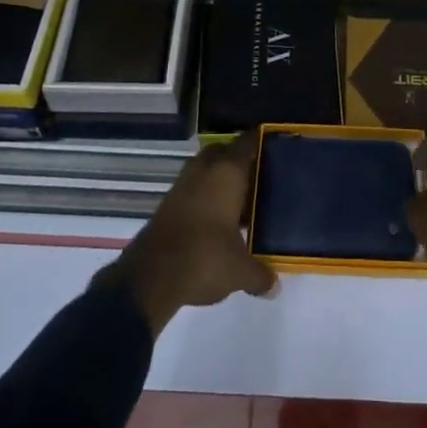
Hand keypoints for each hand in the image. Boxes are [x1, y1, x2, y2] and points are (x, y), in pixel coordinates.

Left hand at [100, 136, 276, 335]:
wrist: (150, 277)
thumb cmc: (204, 259)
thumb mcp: (240, 271)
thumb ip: (261, 275)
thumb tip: (275, 286)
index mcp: (227, 173)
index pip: (247, 143)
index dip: (261, 141)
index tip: (276, 147)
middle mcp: (203, 171)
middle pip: (222, 152)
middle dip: (237, 159)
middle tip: (258, 176)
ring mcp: (182, 186)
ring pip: (204, 170)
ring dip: (218, 179)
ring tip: (240, 201)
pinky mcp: (167, 204)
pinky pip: (192, 189)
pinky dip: (204, 196)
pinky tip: (217, 219)